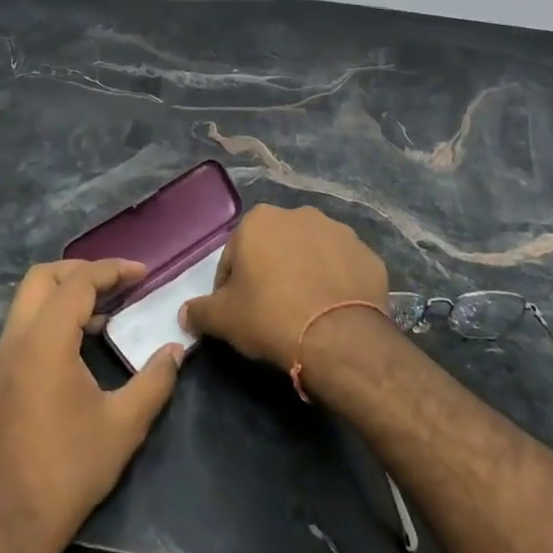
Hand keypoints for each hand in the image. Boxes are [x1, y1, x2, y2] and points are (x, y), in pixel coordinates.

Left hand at [0, 258, 181, 552]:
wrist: (7, 528)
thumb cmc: (68, 471)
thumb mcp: (123, 426)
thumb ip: (155, 381)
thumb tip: (176, 352)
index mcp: (44, 341)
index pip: (78, 283)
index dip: (113, 270)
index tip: (143, 274)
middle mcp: (14, 341)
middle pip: (42, 278)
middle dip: (81, 271)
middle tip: (118, 282)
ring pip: (28, 303)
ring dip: (65, 296)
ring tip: (105, 313)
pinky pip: (23, 329)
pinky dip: (51, 319)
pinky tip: (79, 347)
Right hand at [181, 205, 388, 369]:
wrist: (338, 337)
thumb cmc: (270, 317)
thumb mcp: (224, 319)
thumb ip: (200, 311)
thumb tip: (185, 313)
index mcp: (259, 220)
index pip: (233, 255)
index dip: (230, 286)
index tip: (236, 312)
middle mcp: (299, 215)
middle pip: (274, 248)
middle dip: (269, 273)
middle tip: (269, 311)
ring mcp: (339, 231)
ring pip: (310, 254)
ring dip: (304, 273)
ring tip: (304, 311)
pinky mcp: (368, 254)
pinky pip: (343, 268)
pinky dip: (336, 283)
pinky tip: (332, 310)